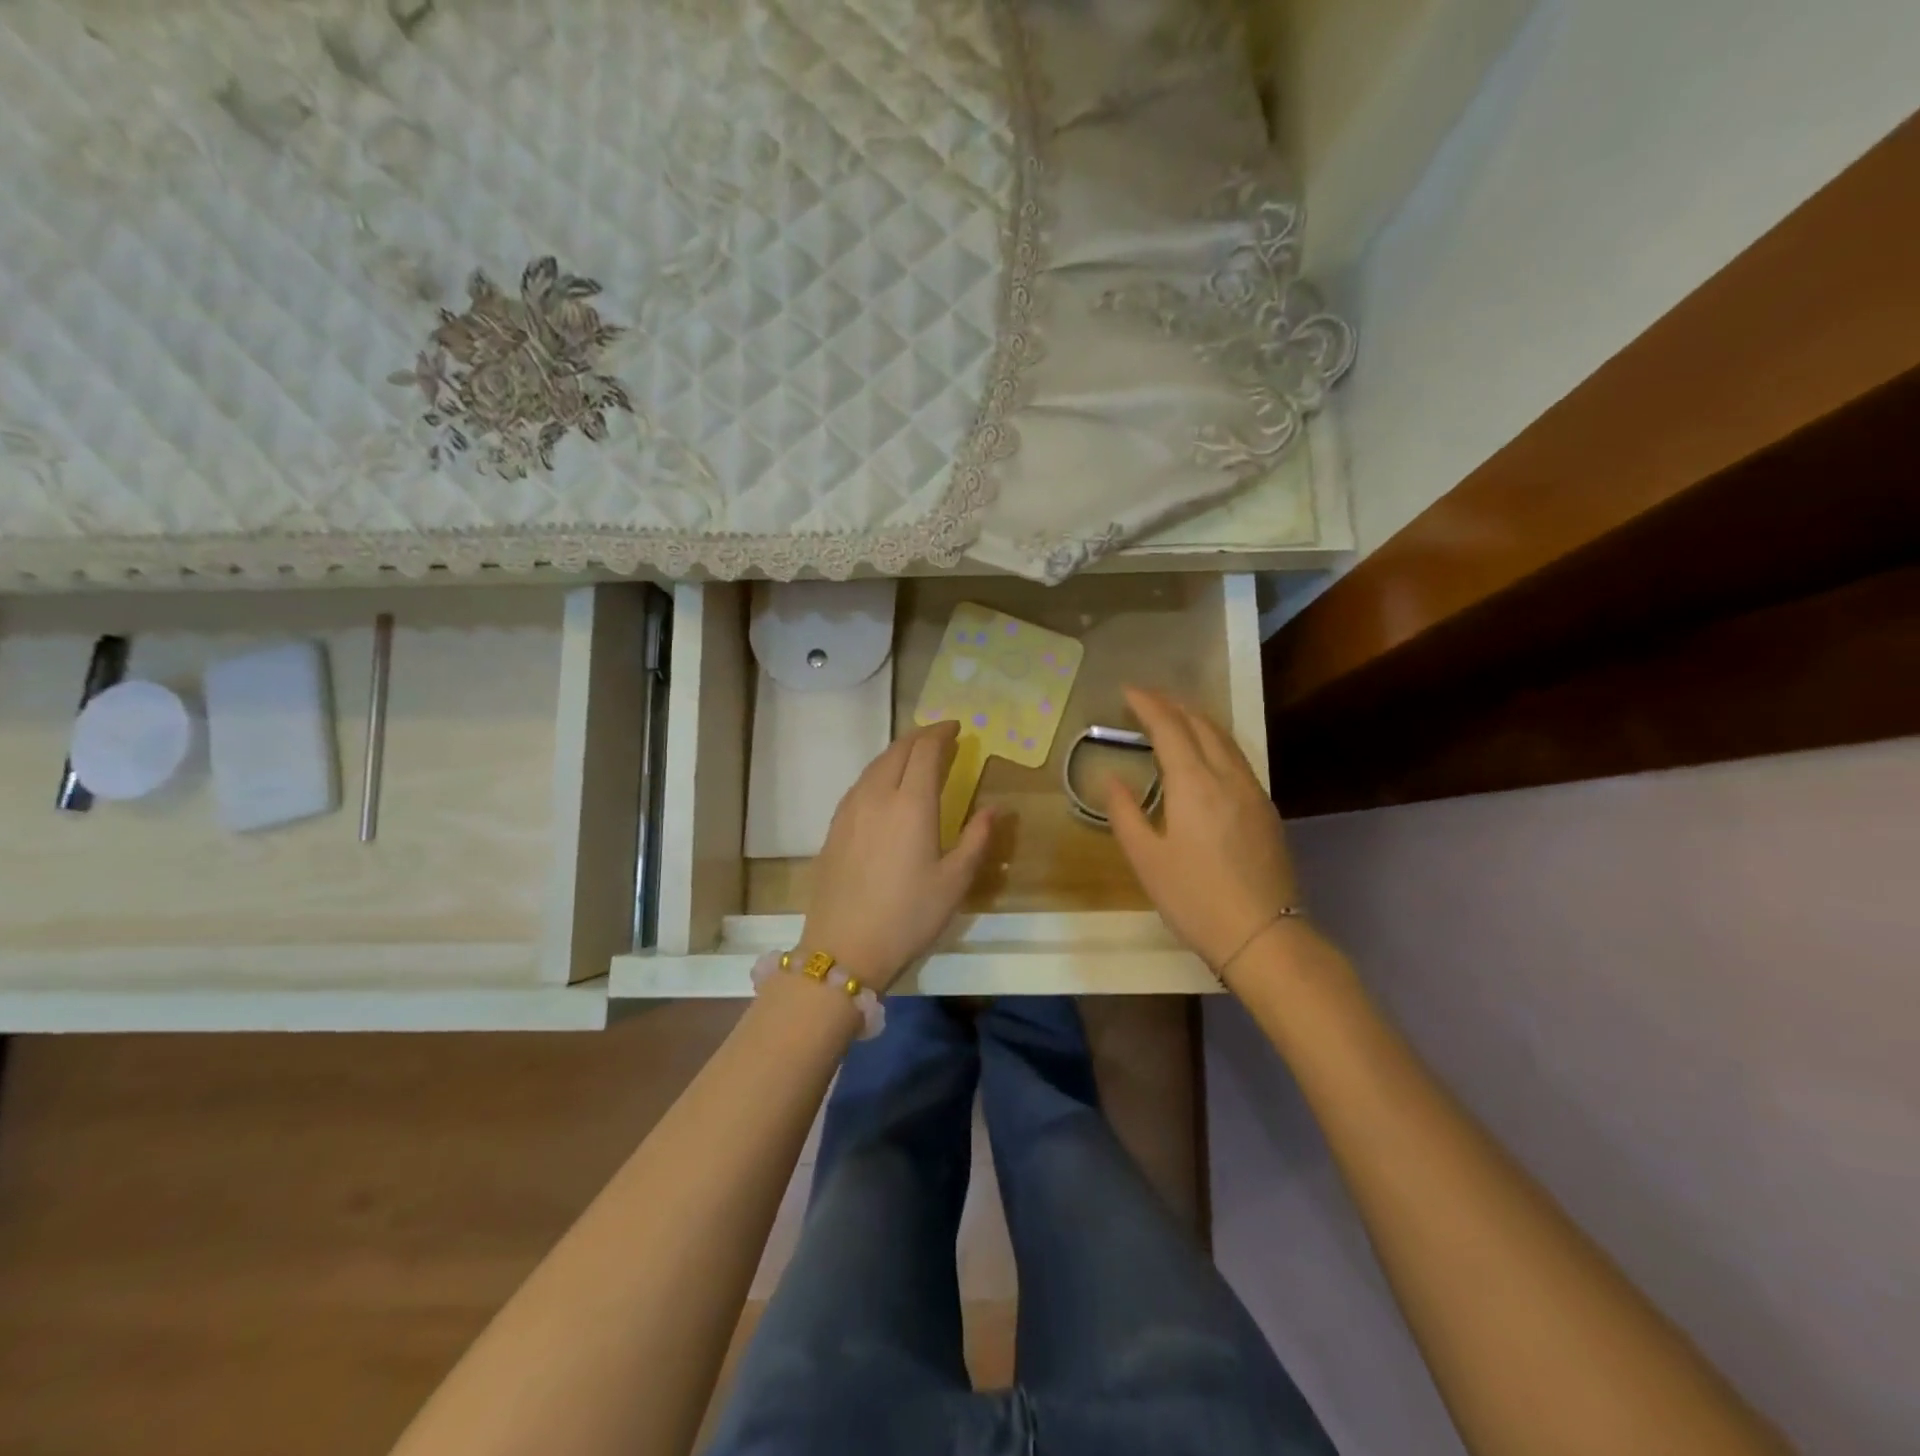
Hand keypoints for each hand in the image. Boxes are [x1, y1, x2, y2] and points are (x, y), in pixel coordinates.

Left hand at [800, 720, 995, 991]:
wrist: (843, 948)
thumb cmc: (908, 916)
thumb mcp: (955, 882)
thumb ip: (976, 839)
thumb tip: (994, 809)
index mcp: (911, 804)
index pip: (925, 751)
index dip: (942, 734)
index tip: (958, 729)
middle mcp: (877, 796)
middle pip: (897, 750)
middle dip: (921, 737)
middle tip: (941, 738)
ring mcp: (850, 810)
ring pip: (875, 765)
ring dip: (898, 753)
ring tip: (916, 757)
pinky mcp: (834, 827)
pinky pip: (860, 784)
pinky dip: (879, 772)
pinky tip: (886, 787)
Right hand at [1106, 688, 1304, 981]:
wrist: (1262, 935)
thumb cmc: (1194, 899)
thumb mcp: (1146, 859)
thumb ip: (1125, 813)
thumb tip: (1111, 778)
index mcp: (1194, 784)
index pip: (1170, 727)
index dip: (1148, 704)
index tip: (1127, 691)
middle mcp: (1227, 776)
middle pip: (1201, 724)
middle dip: (1173, 705)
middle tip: (1146, 700)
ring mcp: (1253, 791)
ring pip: (1225, 738)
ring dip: (1197, 720)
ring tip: (1174, 717)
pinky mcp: (1266, 809)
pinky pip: (1237, 757)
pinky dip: (1215, 741)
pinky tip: (1205, 754)